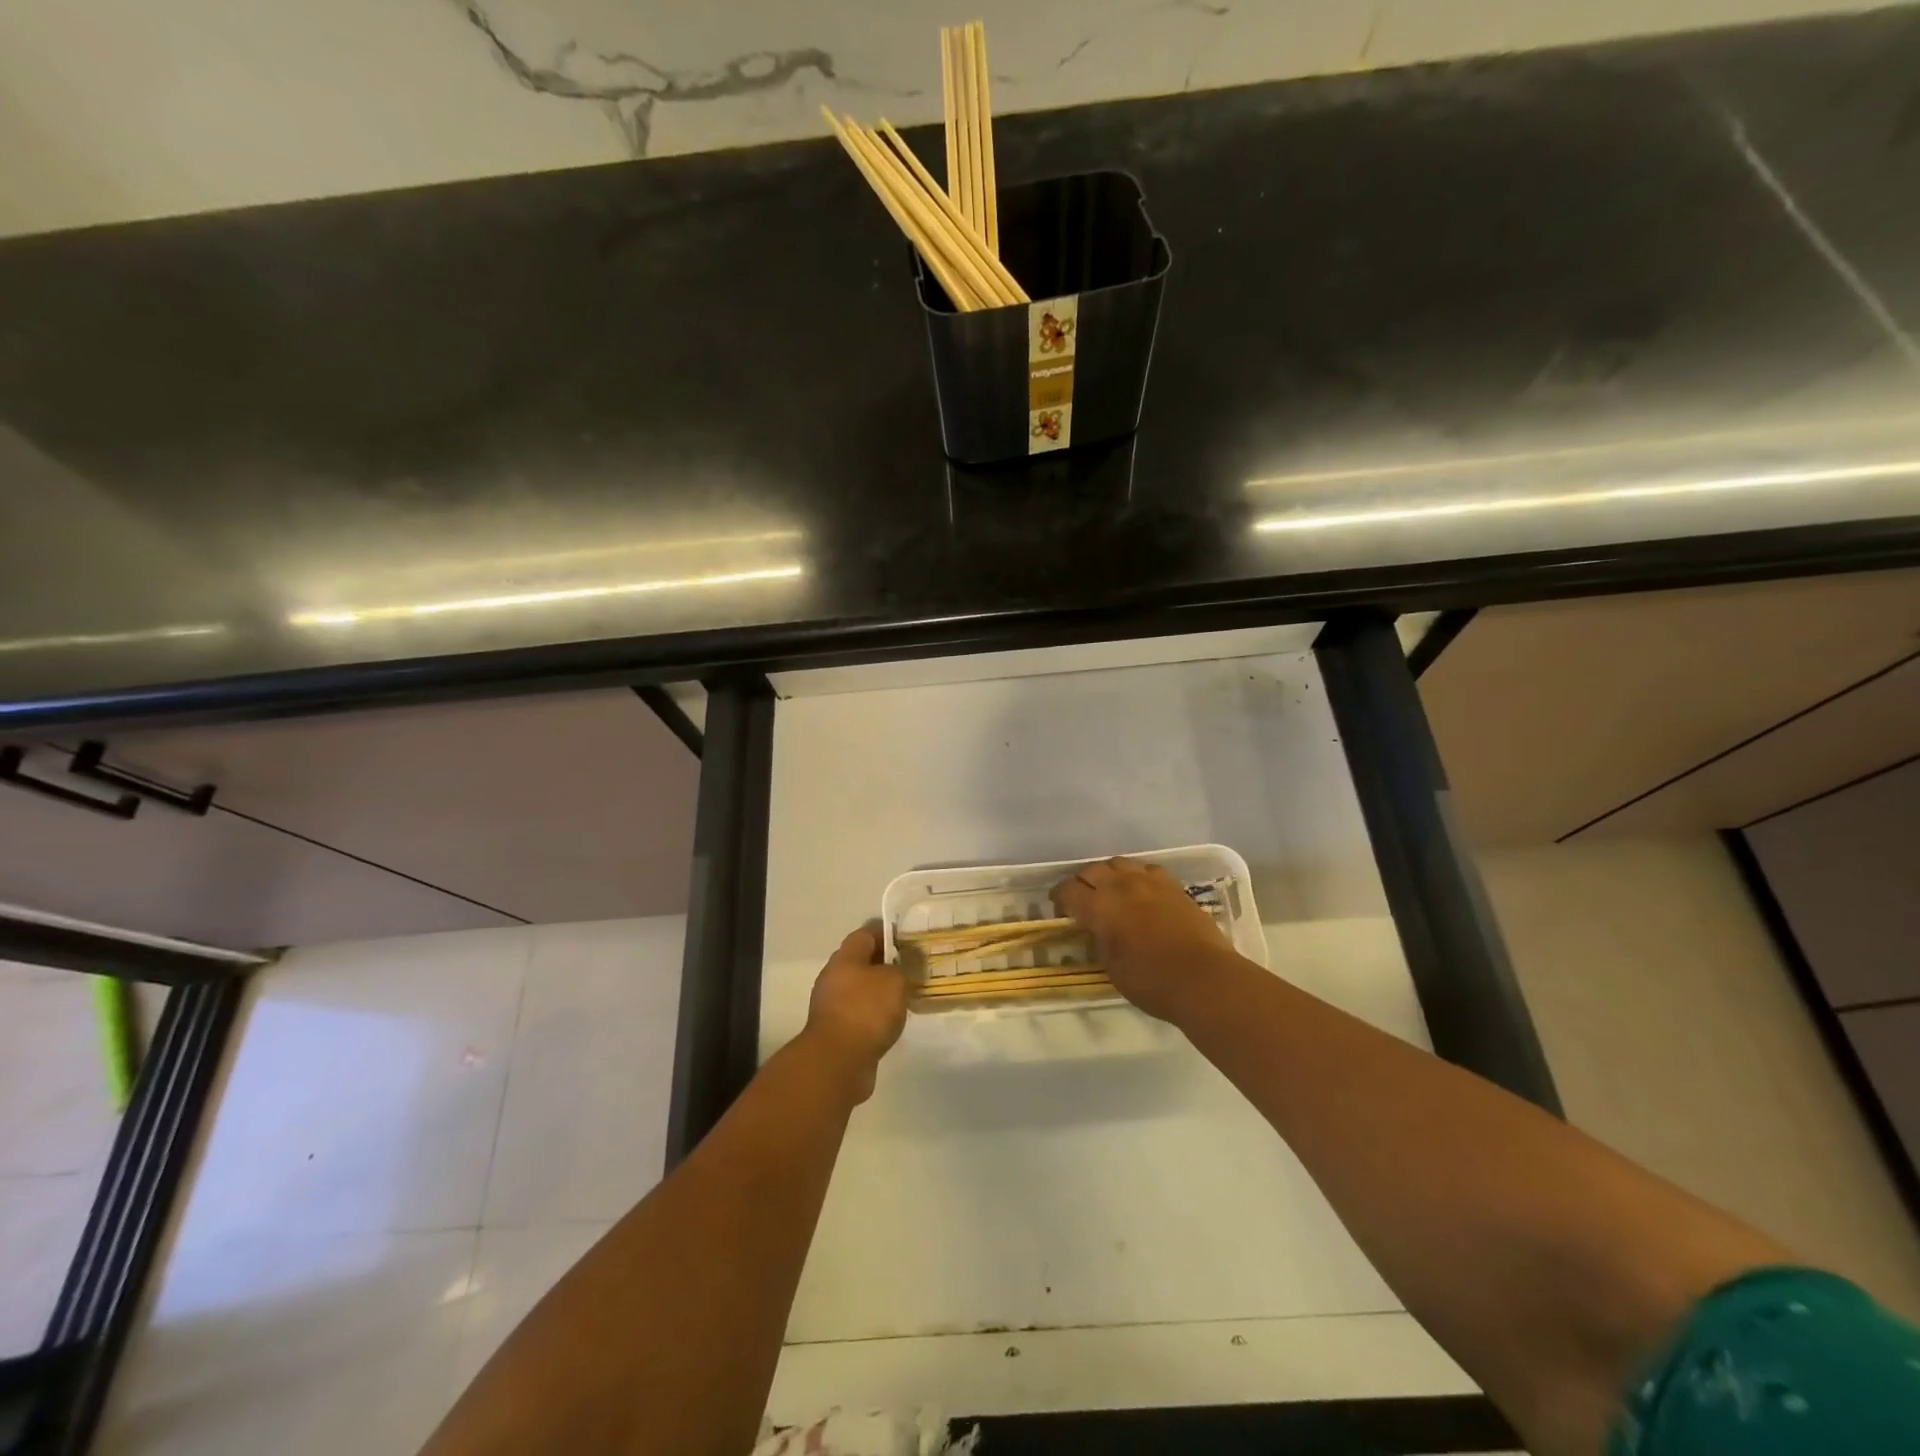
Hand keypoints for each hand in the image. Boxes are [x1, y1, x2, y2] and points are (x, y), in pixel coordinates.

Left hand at [802, 926, 907, 1101]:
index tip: (907, 939)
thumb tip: (896, 971)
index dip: (886, 933)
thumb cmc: (866, 1010)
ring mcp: (831, 1006)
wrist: (838, 1061)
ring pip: (859, 989)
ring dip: (879, 992)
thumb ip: (900, 969)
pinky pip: (858, 1014)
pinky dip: (873, 1015)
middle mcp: (834, 977)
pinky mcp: (835, 1032)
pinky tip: (891, 1022)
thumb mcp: (894, 980)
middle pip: (860, 962)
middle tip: (910, 969)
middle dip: (884, 964)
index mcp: (845, 958)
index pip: (866, 934)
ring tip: (905, 996)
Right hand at [1052, 858, 1237, 1022]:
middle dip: (1081, 882)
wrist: (1204, 978)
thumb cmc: (1152, 981)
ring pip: (1119, 863)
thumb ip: (1098, 941)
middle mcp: (1121, 886)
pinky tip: (1141, 891)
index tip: (1059, 909)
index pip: (1068, 891)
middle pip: (1091, 870)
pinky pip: (1146, 870)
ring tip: (1111, 891)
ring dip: (1109, 875)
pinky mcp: (1173, 885)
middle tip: (1082, 900)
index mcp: (1100, 907)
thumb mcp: (1111, 967)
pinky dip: (1136, 877)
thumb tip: (1095, 929)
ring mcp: (1149, 882)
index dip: (1059, 899)